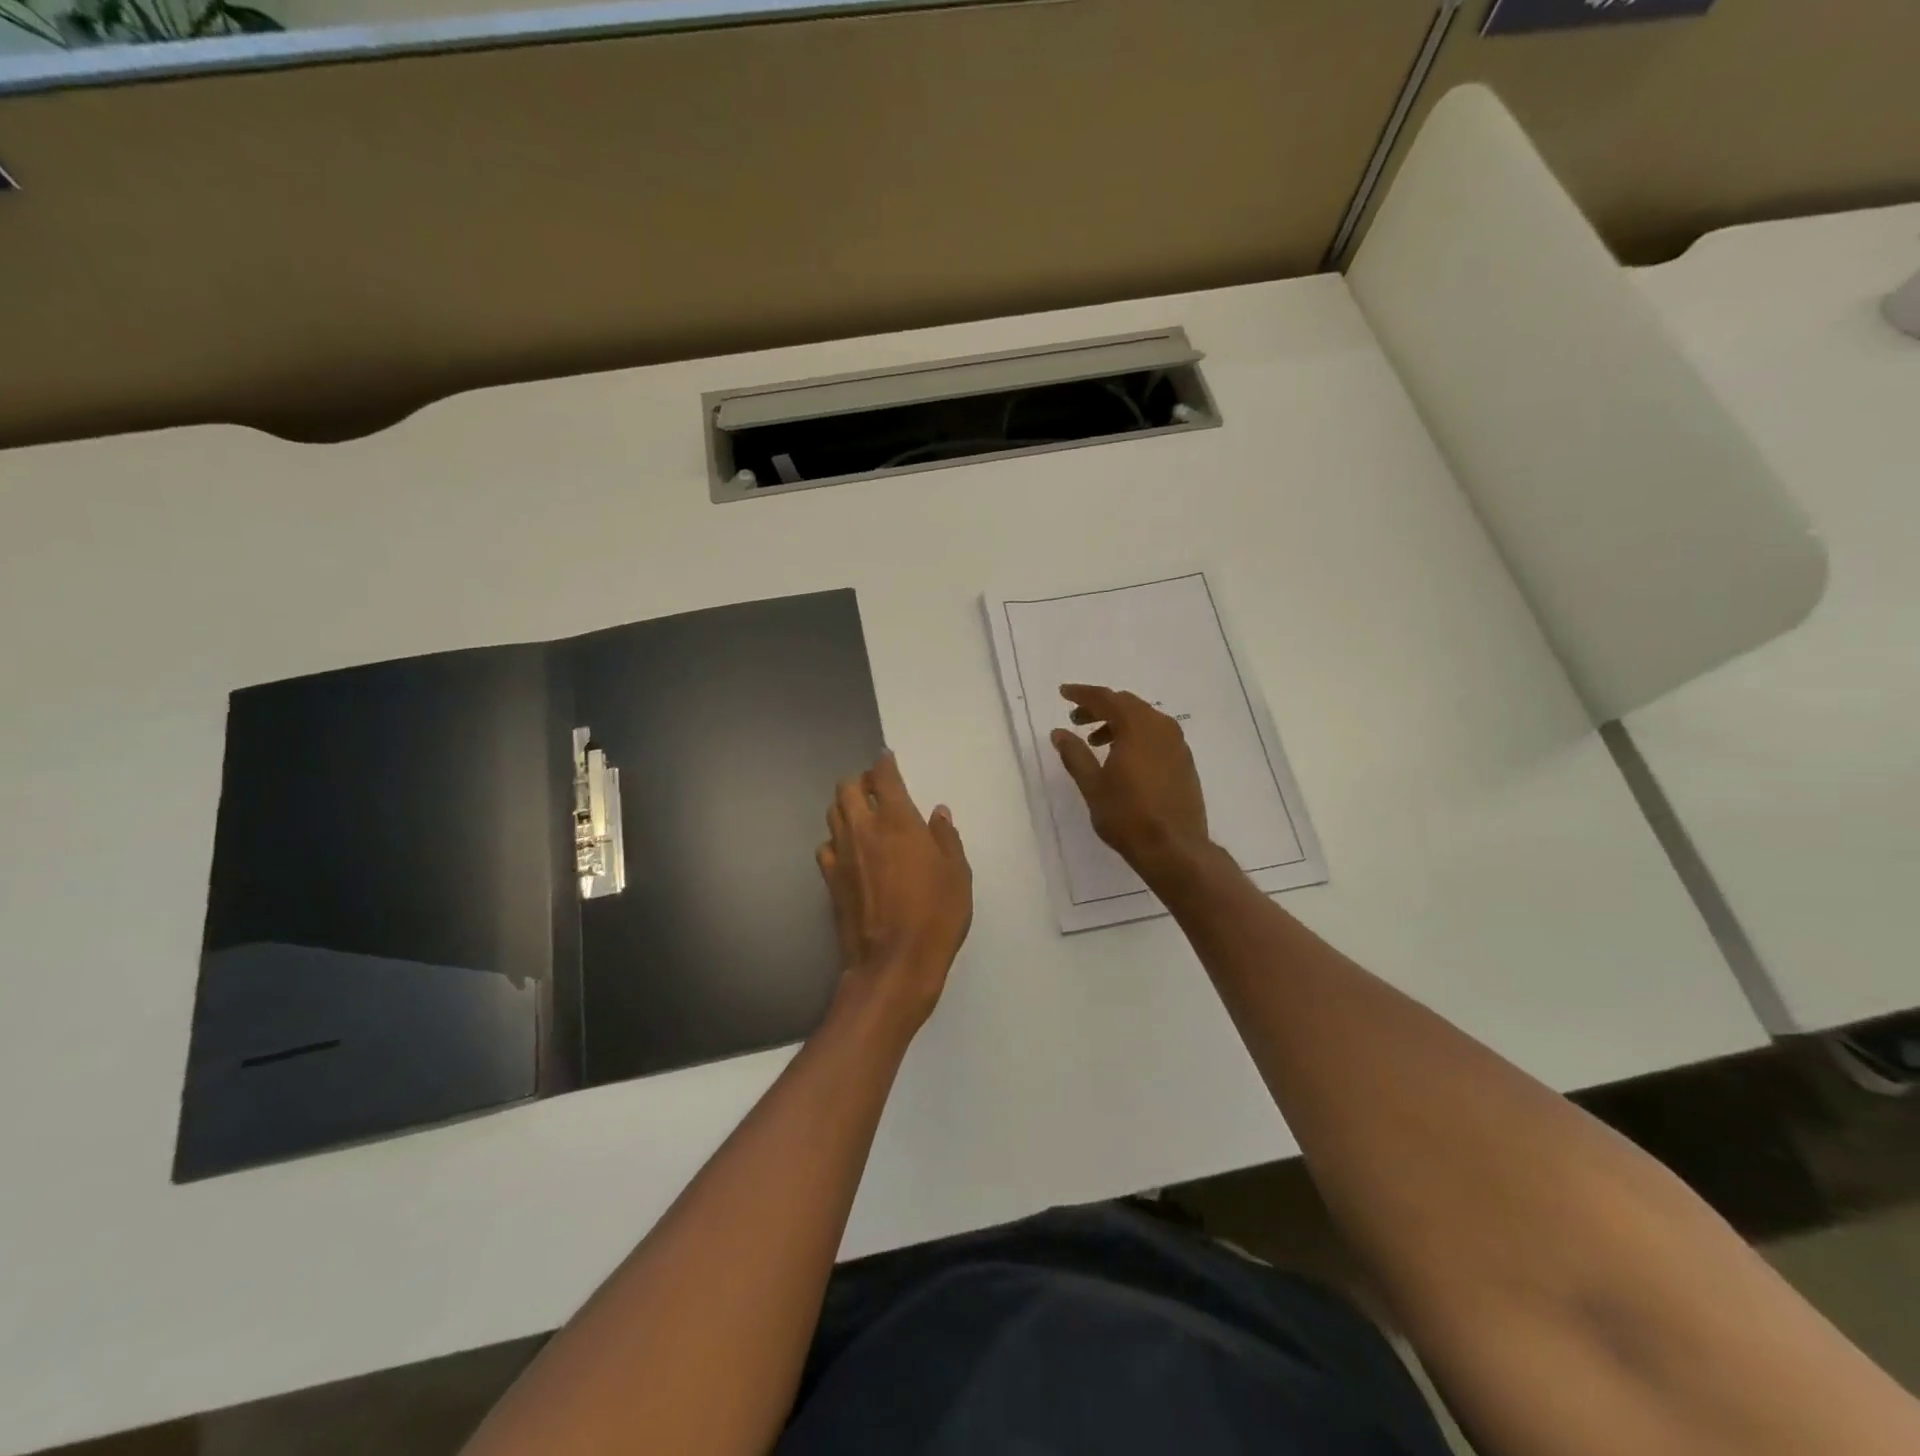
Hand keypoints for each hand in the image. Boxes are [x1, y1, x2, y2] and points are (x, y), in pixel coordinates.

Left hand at [818, 752, 972, 1033]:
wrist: (894, 964)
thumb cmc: (936, 916)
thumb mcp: (958, 874)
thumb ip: (946, 838)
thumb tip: (938, 813)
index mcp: (899, 822)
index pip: (884, 777)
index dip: (884, 763)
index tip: (887, 759)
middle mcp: (865, 829)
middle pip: (848, 788)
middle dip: (861, 781)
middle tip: (877, 790)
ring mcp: (842, 854)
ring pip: (833, 813)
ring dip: (847, 806)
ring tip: (863, 815)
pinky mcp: (829, 879)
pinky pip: (826, 846)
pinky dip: (837, 840)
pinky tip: (850, 852)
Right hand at [1051, 685, 1211, 879]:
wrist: (1175, 848)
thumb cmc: (1127, 815)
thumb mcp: (1092, 785)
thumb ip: (1075, 754)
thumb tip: (1059, 732)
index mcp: (1137, 726)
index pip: (1106, 698)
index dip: (1082, 694)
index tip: (1064, 693)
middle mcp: (1161, 727)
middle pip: (1127, 704)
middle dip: (1100, 708)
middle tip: (1077, 719)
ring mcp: (1177, 744)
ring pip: (1143, 720)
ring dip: (1118, 723)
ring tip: (1096, 743)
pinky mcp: (1184, 762)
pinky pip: (1156, 736)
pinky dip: (1136, 737)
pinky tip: (1123, 758)